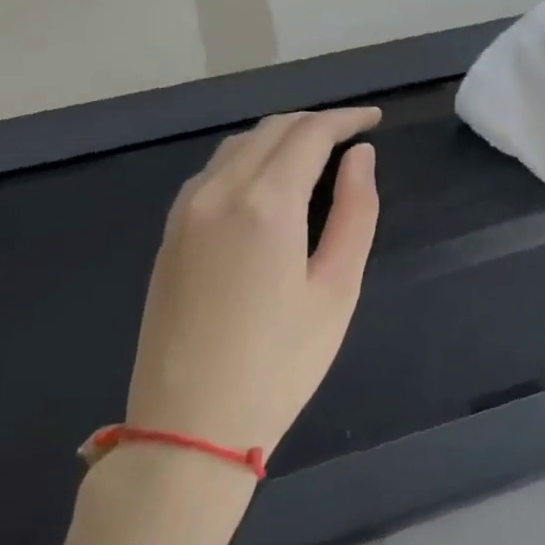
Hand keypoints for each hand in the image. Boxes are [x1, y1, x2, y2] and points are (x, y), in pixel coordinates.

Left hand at [125, 108, 381, 459]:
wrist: (188, 426)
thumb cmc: (281, 362)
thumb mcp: (337, 288)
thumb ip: (356, 212)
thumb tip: (360, 157)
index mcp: (266, 203)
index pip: (310, 133)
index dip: (346, 119)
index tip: (375, 119)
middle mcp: (218, 192)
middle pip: (271, 130)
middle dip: (315, 123)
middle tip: (352, 136)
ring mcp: (185, 212)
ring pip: (237, 146)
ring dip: (279, 137)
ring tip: (315, 153)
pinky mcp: (169, 235)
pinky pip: (212, 172)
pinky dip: (247, 159)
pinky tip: (267, 182)